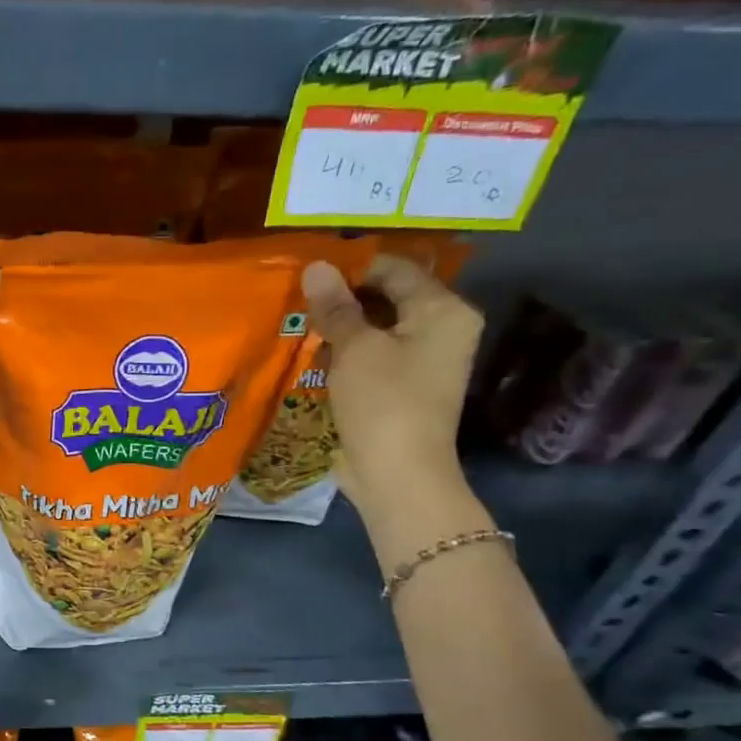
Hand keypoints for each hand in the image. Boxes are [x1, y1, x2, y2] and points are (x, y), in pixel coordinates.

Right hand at [302, 255, 481, 518]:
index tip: (307, 273)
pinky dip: (345, 351)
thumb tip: (315, 266)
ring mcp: (422, 360)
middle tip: (296, 296)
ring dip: (340, 325)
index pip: (394, 269)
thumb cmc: (383, 402)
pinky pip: (372, 354)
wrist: (398, 474)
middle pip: (387, 296)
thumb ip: (335, 306)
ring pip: (376, 327)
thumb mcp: (354, 348)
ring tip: (298, 321)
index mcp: (443, 310)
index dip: (350, 267)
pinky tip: (312, 352)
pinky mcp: (401, 386)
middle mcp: (441, 329)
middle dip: (342, 297)